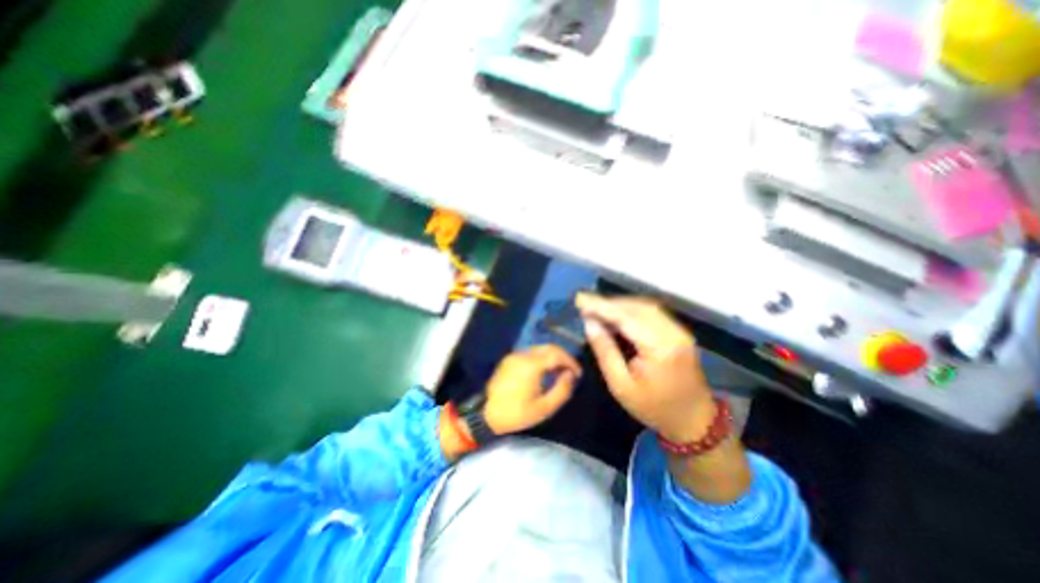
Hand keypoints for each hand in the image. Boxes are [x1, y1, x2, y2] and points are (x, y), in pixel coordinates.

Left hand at [483, 343, 580, 433]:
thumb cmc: (516, 414)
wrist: (485, 414)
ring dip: (552, 356)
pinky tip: (544, 372)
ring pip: (539, 349)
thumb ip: (562, 390)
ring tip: (559, 372)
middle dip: (563, 357)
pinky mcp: (509, 359)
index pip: (557, 354)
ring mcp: (514, 355)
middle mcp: (523, 355)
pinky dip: (541, 358)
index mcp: (532, 365)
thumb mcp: (544, 408)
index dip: (570, 361)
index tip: (578, 373)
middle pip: (548, 347)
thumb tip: (571, 375)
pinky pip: (530, 353)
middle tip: (570, 371)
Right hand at [577, 293, 715, 443]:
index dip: (601, 306)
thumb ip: (605, 351)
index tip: (580, 299)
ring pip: (645, 307)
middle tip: (585, 304)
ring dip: (620, 305)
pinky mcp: (679, 332)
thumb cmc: (653, 408)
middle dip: (609, 303)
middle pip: (637, 307)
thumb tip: (590, 323)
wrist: (693, 421)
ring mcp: (679, 331)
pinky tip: (617, 315)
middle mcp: (673, 333)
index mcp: (660, 348)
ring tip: (597, 308)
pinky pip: (652, 313)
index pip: (626, 317)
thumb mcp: (621, 385)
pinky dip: (631, 310)